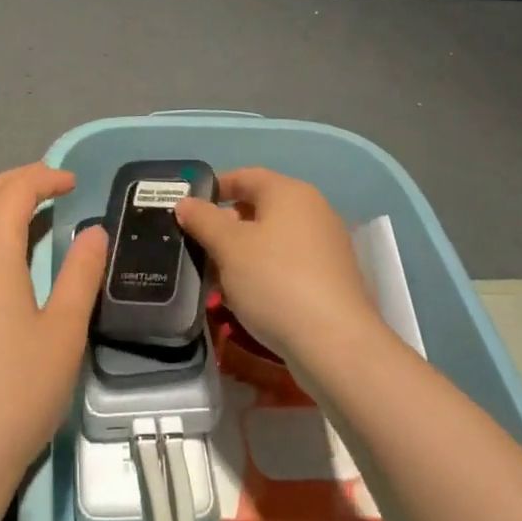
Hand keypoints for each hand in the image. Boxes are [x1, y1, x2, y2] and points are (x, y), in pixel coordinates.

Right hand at [176, 168, 380, 369]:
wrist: (335, 344)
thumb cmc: (275, 281)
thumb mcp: (228, 247)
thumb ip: (203, 219)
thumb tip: (186, 202)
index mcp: (289, 192)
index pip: (246, 176)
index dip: (216, 188)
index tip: (190, 208)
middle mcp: (313, 210)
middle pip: (261, 207)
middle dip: (227, 225)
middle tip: (201, 247)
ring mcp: (327, 245)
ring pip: (274, 238)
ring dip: (244, 252)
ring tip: (219, 277)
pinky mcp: (333, 278)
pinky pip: (290, 263)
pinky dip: (266, 271)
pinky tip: (249, 297)